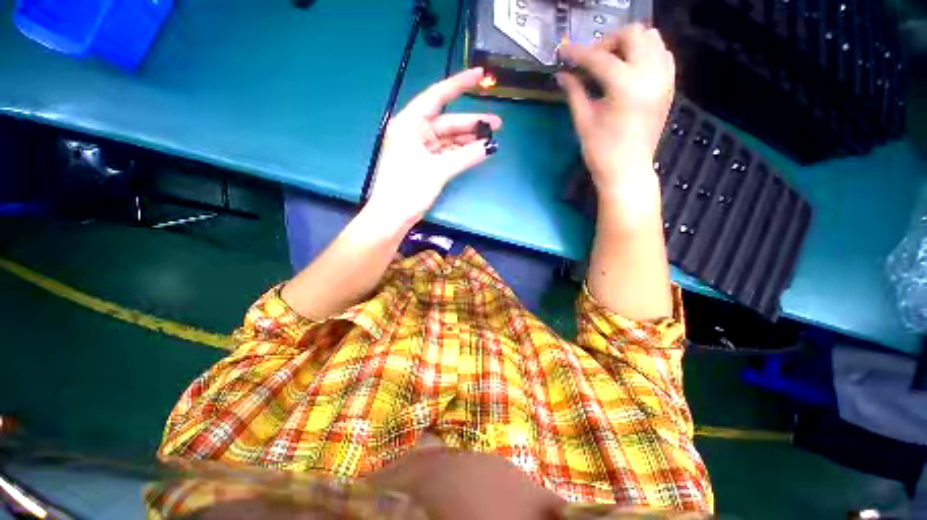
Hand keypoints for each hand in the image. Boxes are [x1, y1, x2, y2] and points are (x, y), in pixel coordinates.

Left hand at [367, 68, 501, 225]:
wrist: (392, 217)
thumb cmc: (408, 189)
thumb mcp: (438, 170)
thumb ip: (465, 156)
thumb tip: (490, 146)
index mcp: (409, 123)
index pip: (437, 96)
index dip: (459, 84)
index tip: (480, 76)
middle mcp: (413, 131)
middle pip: (447, 121)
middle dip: (472, 122)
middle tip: (497, 124)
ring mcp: (418, 148)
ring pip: (447, 138)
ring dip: (467, 139)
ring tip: (490, 139)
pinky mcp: (423, 162)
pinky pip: (445, 152)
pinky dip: (459, 152)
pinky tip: (475, 151)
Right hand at [558, 25, 674, 199]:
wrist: (628, 171)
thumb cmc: (601, 152)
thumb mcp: (583, 121)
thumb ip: (574, 92)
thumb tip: (562, 74)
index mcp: (625, 86)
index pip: (599, 58)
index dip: (577, 53)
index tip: (563, 51)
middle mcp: (650, 74)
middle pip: (632, 34)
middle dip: (607, 42)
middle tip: (591, 60)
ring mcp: (664, 79)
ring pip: (652, 38)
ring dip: (628, 44)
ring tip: (611, 62)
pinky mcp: (669, 86)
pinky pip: (662, 54)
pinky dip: (646, 53)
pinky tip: (630, 69)